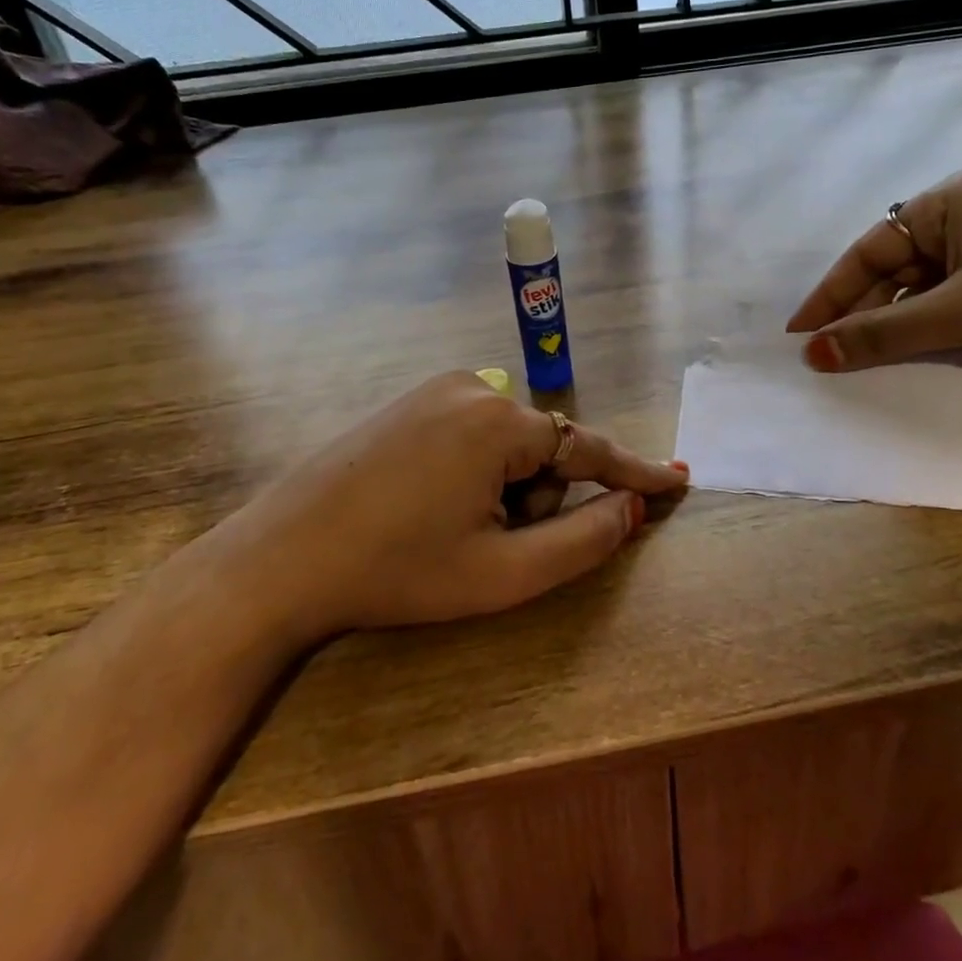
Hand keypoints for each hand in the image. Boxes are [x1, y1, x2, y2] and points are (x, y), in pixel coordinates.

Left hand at [211, 373, 688, 636]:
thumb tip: (630, 508)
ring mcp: (436, 389)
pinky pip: (473, 434)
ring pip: (509, 444)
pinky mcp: (410, 402)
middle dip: (534, 500)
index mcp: (500, 423)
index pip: (590, 448)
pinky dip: (475, 473)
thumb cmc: (398, 570)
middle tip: (485, 544)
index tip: (679, 481)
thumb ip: (583, 540)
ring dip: (503, 490)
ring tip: (449, 528)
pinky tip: (428, 504)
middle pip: (544, 450)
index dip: (637, 473)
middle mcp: (474, 387)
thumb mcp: (503, 573)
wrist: (281, 559)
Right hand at [787, 171, 961, 377]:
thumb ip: (882, 334)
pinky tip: (910, 359)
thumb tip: (813, 355)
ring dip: (893, 327)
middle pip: (893, 270)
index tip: (798, 334)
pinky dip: (928, 330)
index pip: (868, 250)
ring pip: (921, 290)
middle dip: (861, 314)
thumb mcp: (959, 313)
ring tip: (859, 365)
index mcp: (947, 202)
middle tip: (825, 357)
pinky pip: (951, 302)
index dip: (829, 295)